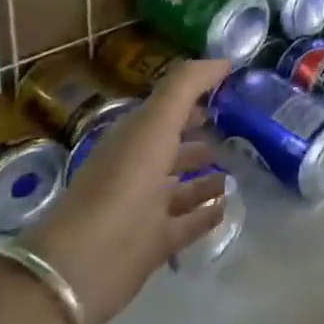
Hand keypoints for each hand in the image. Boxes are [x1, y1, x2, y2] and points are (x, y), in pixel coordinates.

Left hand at [26, 59, 229, 323]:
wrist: (84, 263)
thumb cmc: (123, 182)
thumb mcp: (155, 123)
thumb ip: (186, 85)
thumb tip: (223, 60)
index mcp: (134, 137)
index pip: (167, 109)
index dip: (195, 96)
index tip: (230, 87)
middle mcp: (138, 169)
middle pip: (173, 147)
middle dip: (200, 136)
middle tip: (238, 130)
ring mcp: (145, 208)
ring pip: (182, 187)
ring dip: (205, 178)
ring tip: (235, 172)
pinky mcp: (154, 244)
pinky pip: (187, 224)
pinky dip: (206, 215)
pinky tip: (227, 207)